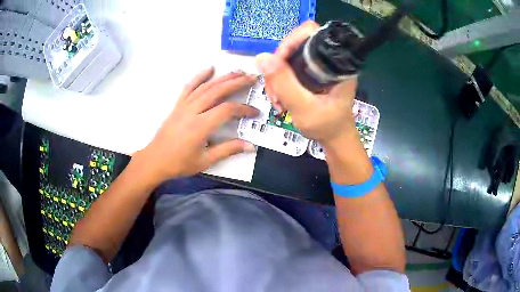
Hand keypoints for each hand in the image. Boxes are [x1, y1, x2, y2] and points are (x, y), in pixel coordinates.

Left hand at [134, 68, 258, 184]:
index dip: (244, 109)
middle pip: (218, 91)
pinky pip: (189, 87)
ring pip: (206, 87)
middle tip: (252, 77)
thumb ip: (228, 150)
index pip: (227, 110)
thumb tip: (251, 146)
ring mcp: (183, 105)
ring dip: (223, 77)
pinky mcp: (177, 105)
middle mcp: (192, 111)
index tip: (255, 112)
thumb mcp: (205, 161)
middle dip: (237, 83)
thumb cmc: (179, 163)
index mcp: (200, 126)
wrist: (155, 160)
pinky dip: (200, 76)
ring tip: (238, 71)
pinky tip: (209, 68)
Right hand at [256, 21, 357, 144]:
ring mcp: (318, 67)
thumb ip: (285, 84)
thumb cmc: (326, 126)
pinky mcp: (311, 74)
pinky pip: (289, 68)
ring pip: (289, 58)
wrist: (334, 139)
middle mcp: (327, 60)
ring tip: (276, 100)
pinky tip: (279, 98)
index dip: (290, 42)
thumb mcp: (304, 108)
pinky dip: (280, 81)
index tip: (277, 63)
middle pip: (295, 45)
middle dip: (279, 65)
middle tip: (273, 88)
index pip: (311, 33)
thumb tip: (261, 57)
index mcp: (335, 63)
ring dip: (276, 76)